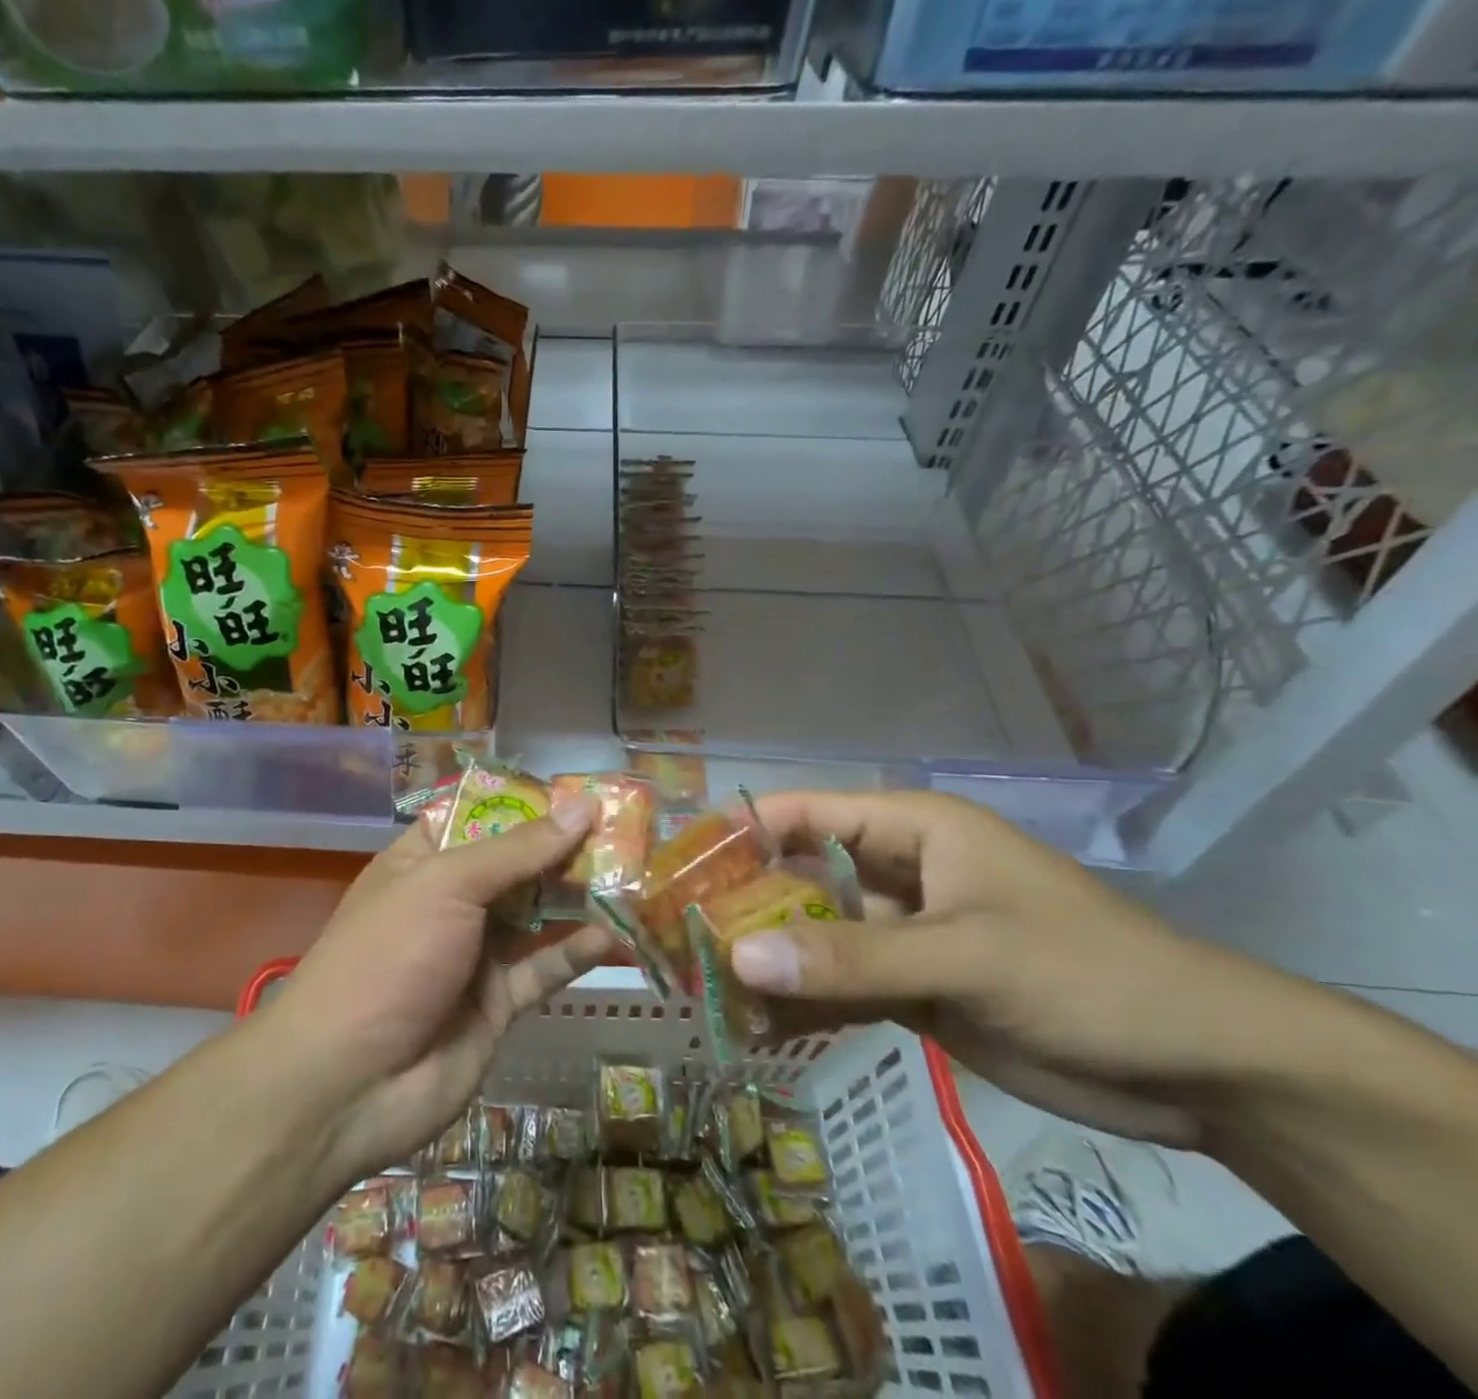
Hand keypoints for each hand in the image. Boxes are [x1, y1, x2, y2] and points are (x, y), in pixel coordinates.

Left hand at [267, 796, 612, 1182]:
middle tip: (627, 831)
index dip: (529, 804)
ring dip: (581, 897)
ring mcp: (475, 953)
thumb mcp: (447, 884)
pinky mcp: (498, 1003)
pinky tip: (617, 934)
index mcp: (423, 862)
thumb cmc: (389, 956)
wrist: (348, 1084)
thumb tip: (583, 805)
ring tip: (635, 874)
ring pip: (538, 915)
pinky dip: (578, 950)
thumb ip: (519, 850)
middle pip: (518, 865)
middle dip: (566, 849)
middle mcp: (451, 902)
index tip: (583, 792)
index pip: (481, 818)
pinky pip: (545, 968)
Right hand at [731, 791, 1264, 1148]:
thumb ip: (850, 959)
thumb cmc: (1085, 976)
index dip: (743, 830)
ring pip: (816, 937)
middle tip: (679, 937)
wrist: (1204, 1070)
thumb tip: (738, 959)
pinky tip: (758, 1029)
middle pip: (801, 876)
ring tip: (703, 989)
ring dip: (769, 961)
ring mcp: (904, 933)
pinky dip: (805, 1005)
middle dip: (746, 905)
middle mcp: (898, 873)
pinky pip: (841, 986)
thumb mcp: (964, 957)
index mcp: (912, 830)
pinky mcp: (914, 988)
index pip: (807, 813)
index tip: (681, 863)